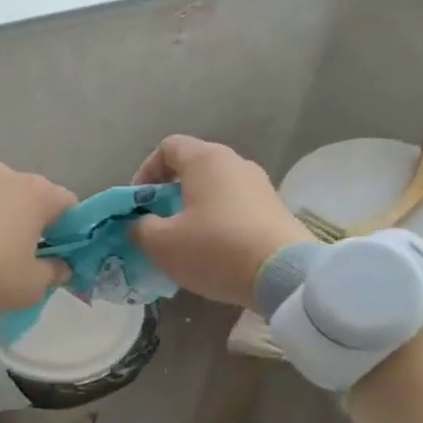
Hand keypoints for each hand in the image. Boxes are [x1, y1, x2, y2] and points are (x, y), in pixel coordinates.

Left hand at [0, 162, 77, 319]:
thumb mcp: (32, 285)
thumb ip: (54, 273)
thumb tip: (61, 266)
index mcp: (37, 192)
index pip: (68, 206)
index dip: (68, 233)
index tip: (57, 259)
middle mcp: (6, 176)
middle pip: (25, 207)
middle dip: (22, 236)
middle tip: (14, 271)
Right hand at [129, 136, 308, 308]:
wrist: (284, 275)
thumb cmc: (215, 249)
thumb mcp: (162, 244)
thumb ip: (139, 228)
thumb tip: (139, 224)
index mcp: (205, 159)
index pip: (167, 147)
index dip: (145, 172)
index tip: (138, 205)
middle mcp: (235, 163)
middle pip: (192, 168)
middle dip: (168, 194)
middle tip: (157, 225)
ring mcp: (260, 185)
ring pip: (215, 190)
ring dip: (194, 210)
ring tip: (184, 243)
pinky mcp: (275, 210)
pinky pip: (235, 208)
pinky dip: (218, 223)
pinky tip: (215, 252)